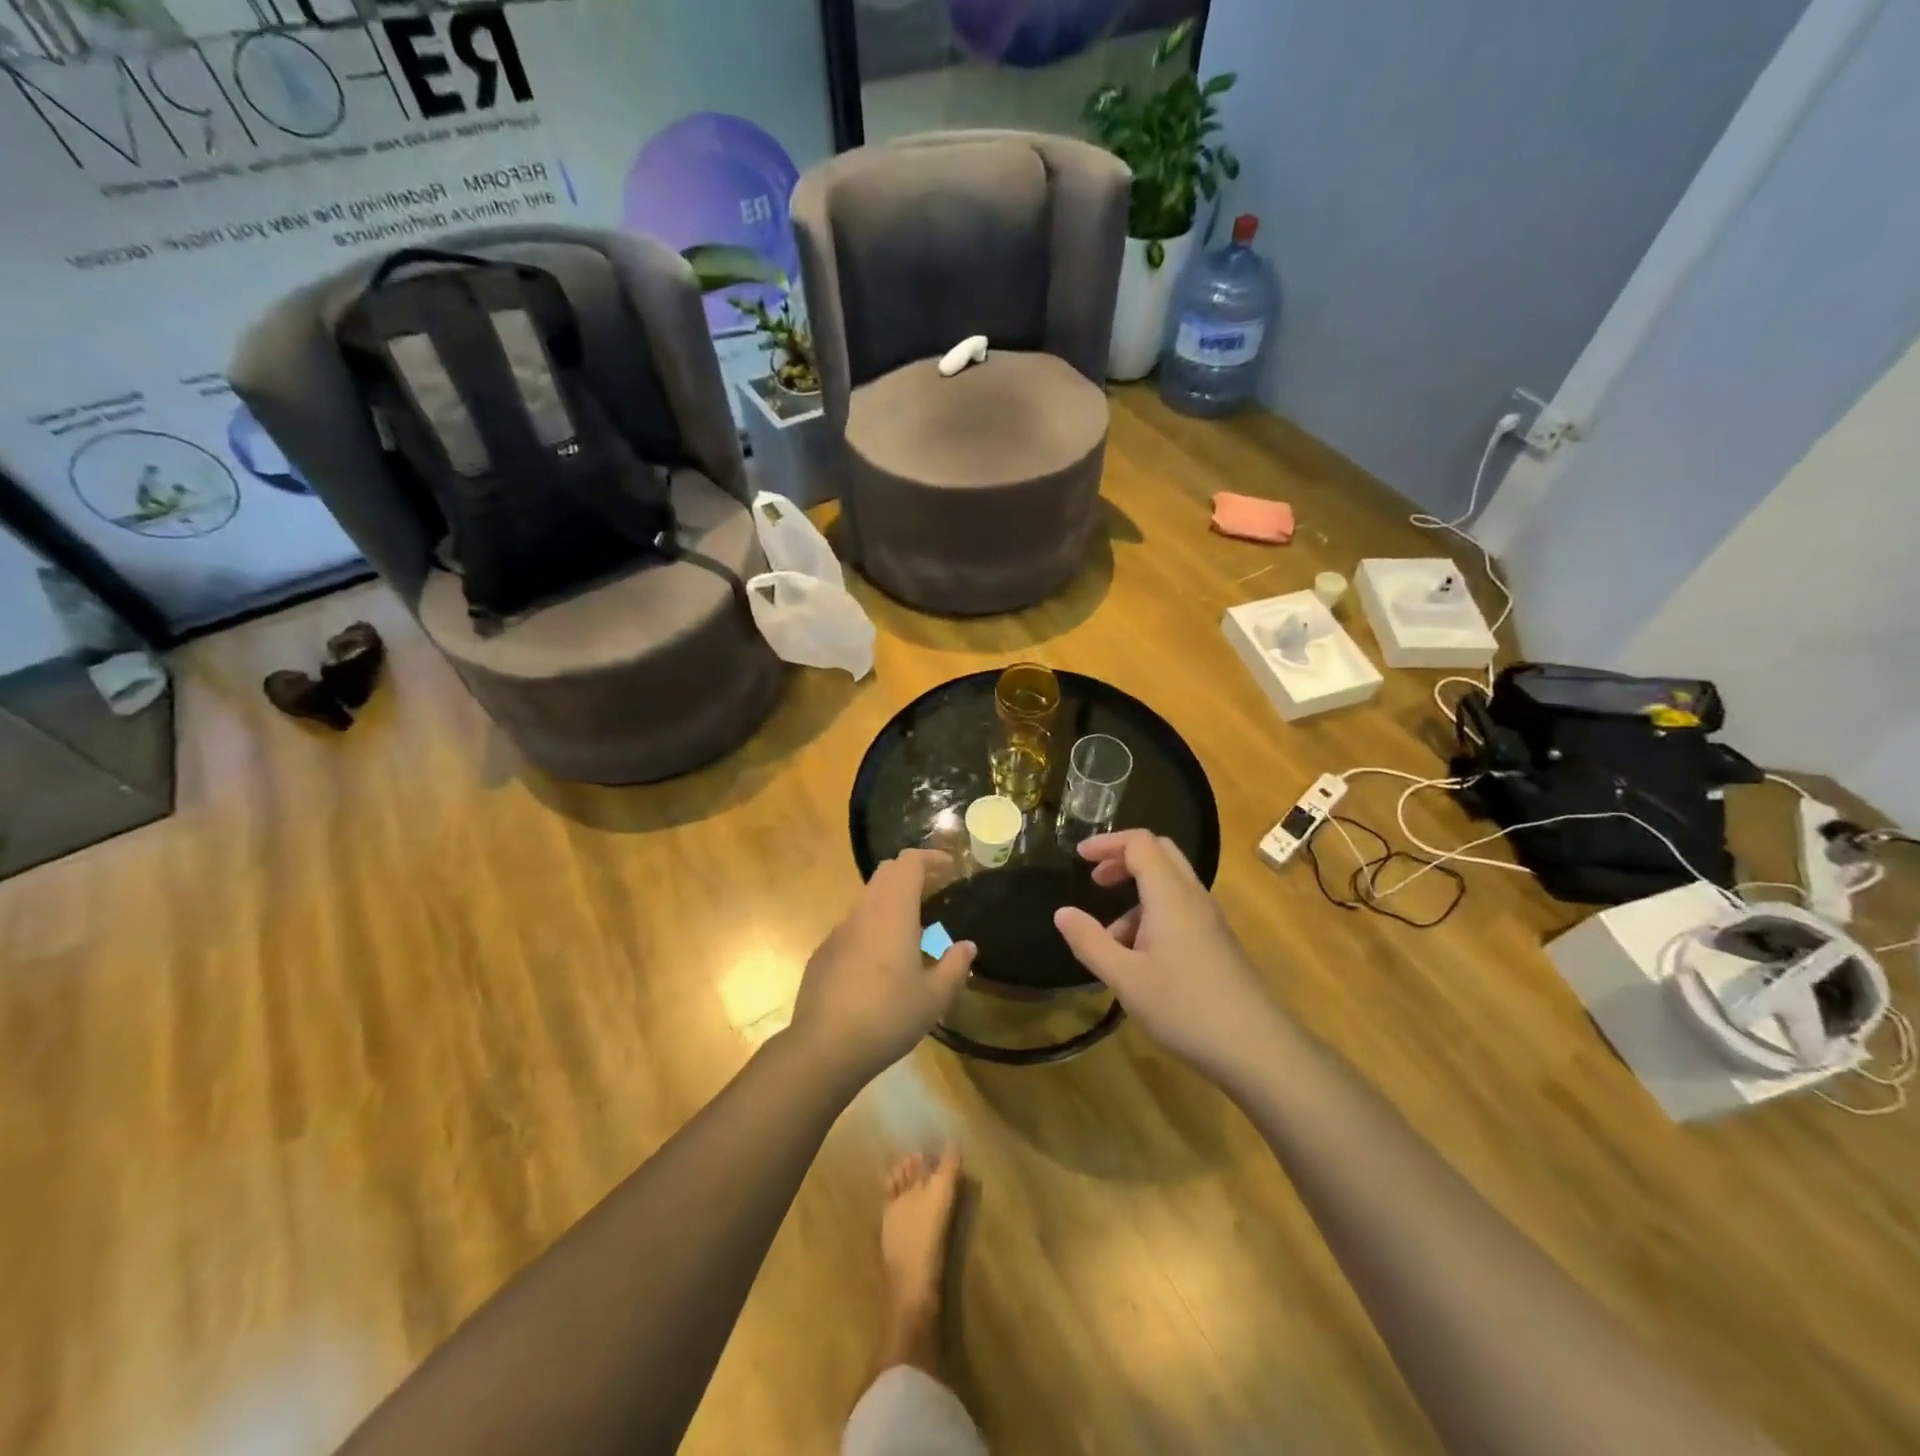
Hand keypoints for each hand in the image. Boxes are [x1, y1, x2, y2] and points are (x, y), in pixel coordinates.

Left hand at [792, 850, 976, 1085]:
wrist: (824, 1047)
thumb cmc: (887, 1016)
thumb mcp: (934, 998)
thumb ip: (954, 967)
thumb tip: (966, 947)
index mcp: (892, 912)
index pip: (908, 863)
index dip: (930, 858)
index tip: (949, 868)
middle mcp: (863, 912)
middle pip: (886, 874)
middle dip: (912, 874)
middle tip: (935, 888)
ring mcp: (838, 933)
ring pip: (868, 901)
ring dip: (892, 902)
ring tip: (914, 929)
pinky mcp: (823, 955)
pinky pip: (853, 928)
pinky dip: (873, 928)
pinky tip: (881, 962)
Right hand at [1053, 831, 1281, 1077]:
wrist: (1258, 1048)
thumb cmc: (1185, 1008)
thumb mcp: (1125, 979)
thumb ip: (1090, 942)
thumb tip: (1062, 913)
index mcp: (1170, 895)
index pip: (1140, 843)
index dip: (1107, 843)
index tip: (1078, 857)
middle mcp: (1193, 896)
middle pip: (1160, 853)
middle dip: (1123, 859)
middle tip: (1095, 880)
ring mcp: (1210, 919)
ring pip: (1170, 884)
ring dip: (1136, 896)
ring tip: (1112, 940)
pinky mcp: (1218, 941)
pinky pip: (1181, 909)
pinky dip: (1153, 915)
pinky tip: (1141, 960)